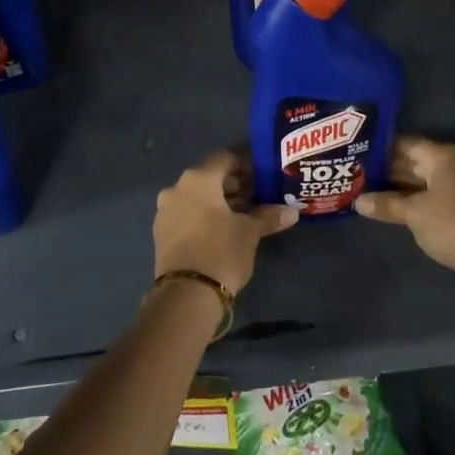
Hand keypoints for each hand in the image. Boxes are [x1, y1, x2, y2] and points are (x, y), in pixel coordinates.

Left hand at [154, 151, 297, 296]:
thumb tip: (292, 211)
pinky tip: (222, 231)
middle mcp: (176, 189)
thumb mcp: (250, 232)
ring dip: (218, 203)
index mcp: (197, 179)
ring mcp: (165, 212)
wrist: (186, 295)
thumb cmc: (221, 251)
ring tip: (242, 216)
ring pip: (196, 198)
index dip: (245, 165)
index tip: (262, 178)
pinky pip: (186, 215)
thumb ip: (269, 216)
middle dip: (233, 186)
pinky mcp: (161, 234)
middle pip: (209, 178)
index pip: (224, 159)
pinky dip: (204, 217)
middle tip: (257, 198)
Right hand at [354, 137, 454, 282]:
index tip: (356, 154)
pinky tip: (392, 208)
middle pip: (413, 161)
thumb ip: (386, 204)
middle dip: (386, 169)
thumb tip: (358, 201)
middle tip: (356, 174)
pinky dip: (412, 199)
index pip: (405, 143)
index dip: (381, 148)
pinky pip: (431, 195)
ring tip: (367, 191)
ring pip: (421, 180)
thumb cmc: (451, 224)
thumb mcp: (413, 213)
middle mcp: (452, 165)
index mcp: (441, 157)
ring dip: (398, 187)